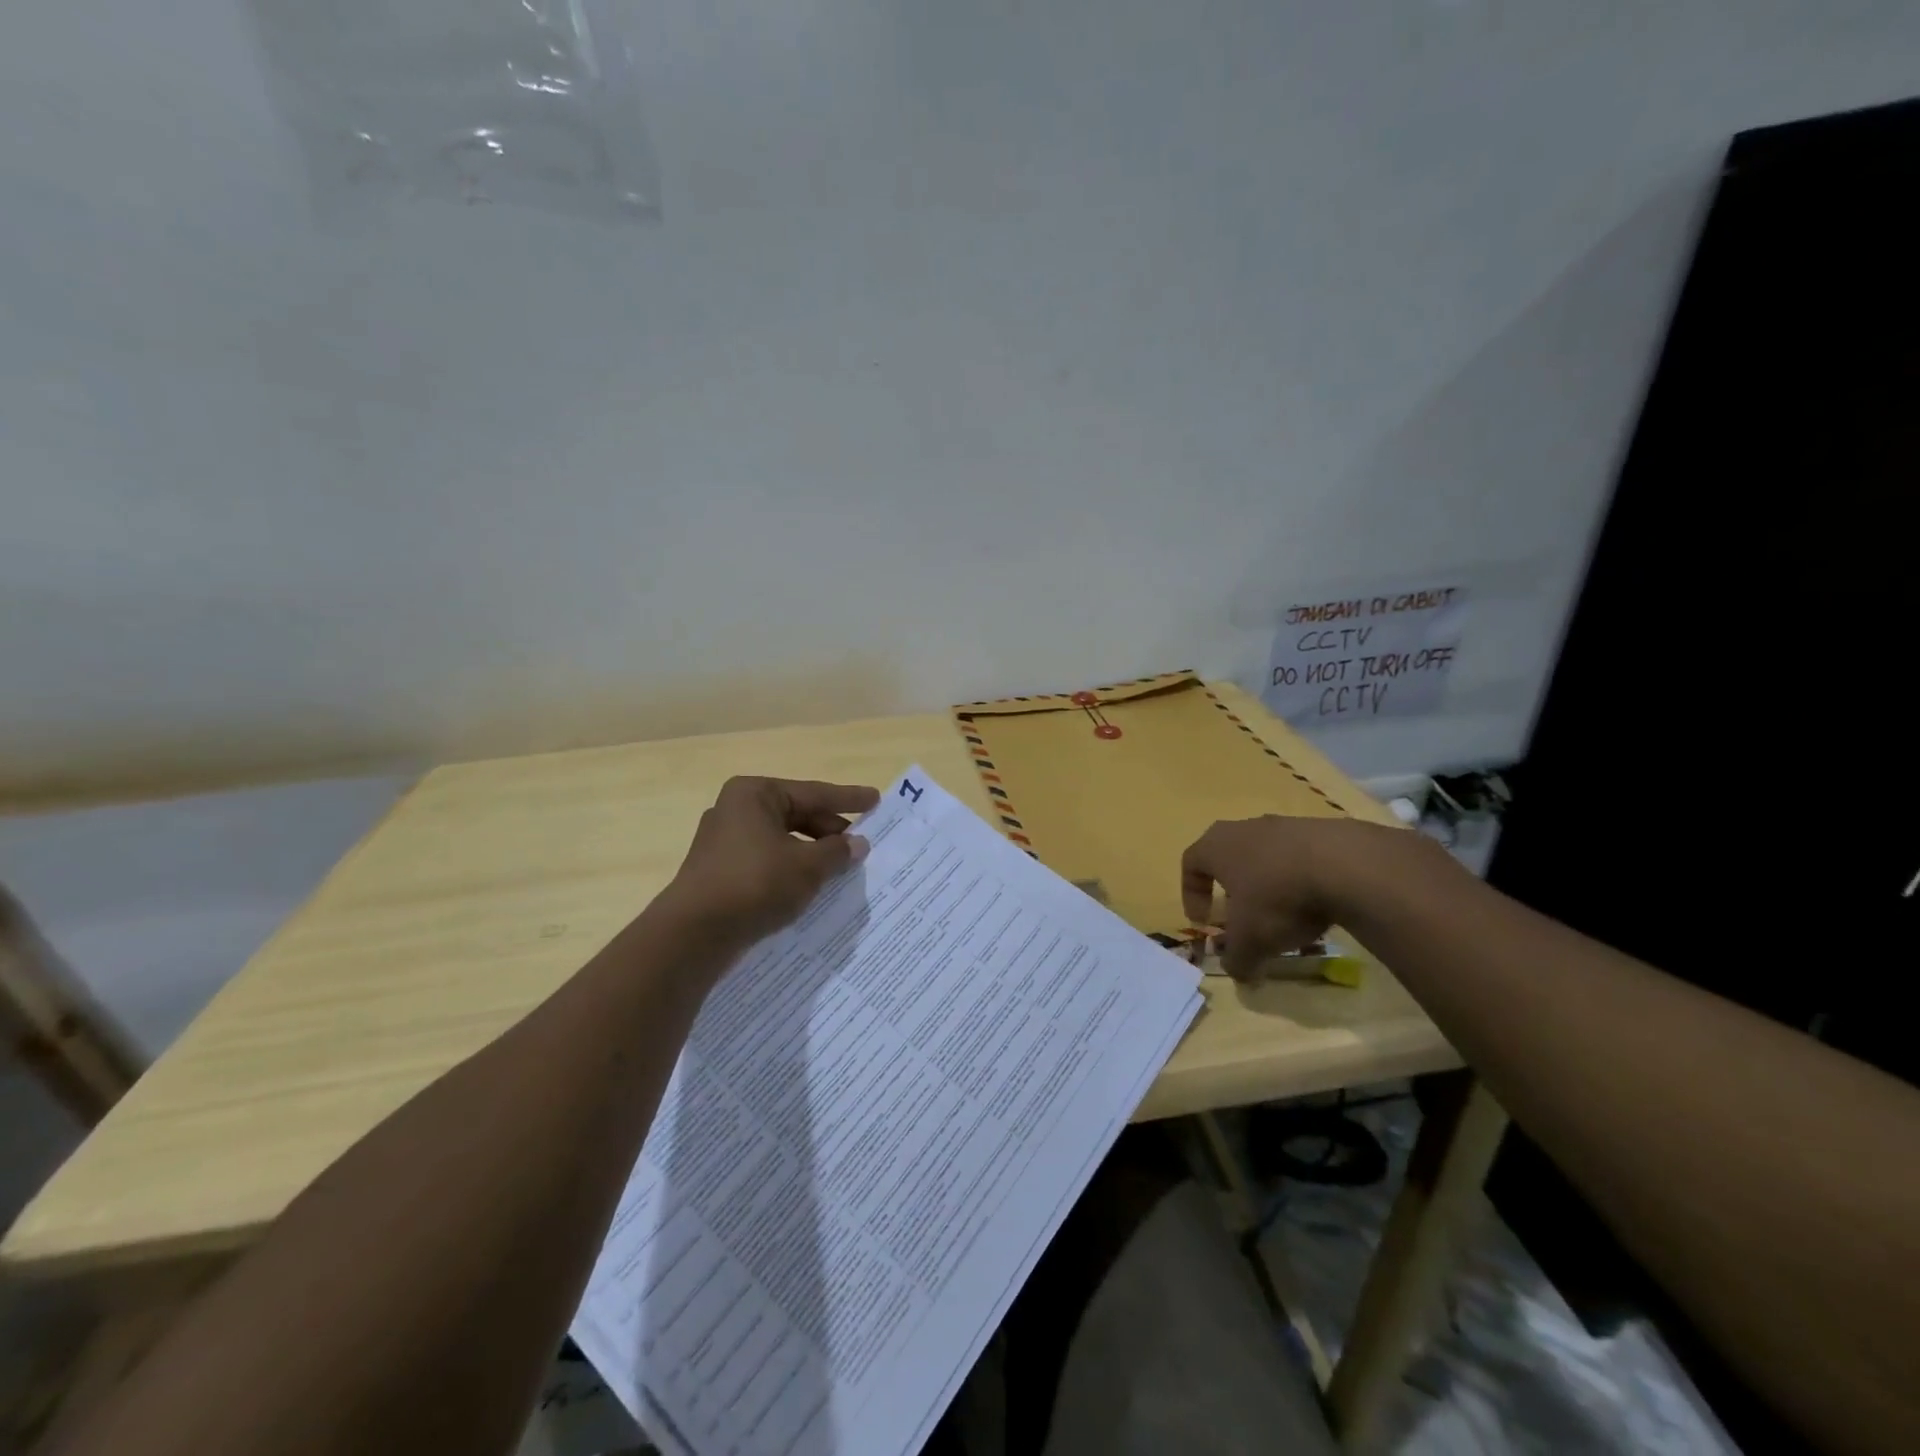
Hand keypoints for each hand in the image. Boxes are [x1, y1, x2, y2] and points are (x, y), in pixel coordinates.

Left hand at [663, 776, 879, 954]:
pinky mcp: (719, 871)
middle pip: (796, 815)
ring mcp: (723, 841)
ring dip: (811, 853)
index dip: (848, 799)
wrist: (694, 933)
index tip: (876, 800)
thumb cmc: (756, 883)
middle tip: (860, 845)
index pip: (813, 792)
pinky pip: (766, 861)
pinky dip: (790, 869)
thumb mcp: (807, 866)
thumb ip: (837, 851)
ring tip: (840, 869)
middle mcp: (735, 809)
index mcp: (755, 794)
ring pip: (781, 840)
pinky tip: (810, 886)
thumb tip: (857, 844)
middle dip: (829, 831)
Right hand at [1180, 816, 1408, 982]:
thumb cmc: (1278, 898)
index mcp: (1216, 846)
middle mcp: (1245, 828)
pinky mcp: (1322, 830)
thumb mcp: (1250, 941)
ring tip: (1286, 919)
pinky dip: (1303, 882)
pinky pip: (1302, 859)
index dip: (1192, 894)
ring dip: (1270, 887)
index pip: (1190, 864)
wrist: (1346, 866)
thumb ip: (1237, 959)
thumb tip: (1238, 972)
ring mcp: (1285, 825)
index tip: (1204, 921)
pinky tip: (1318, 908)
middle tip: (1242, 916)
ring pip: (1267, 858)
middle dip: (1233, 890)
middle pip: (1229, 857)